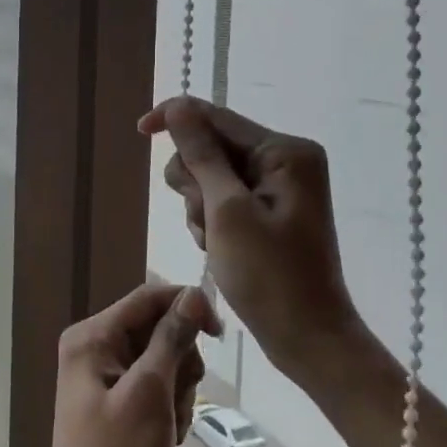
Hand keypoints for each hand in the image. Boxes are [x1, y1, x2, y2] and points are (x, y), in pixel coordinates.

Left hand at [23, 283, 213, 446]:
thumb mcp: (150, 392)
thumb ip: (171, 339)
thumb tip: (194, 293)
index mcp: (93, 336)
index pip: (149, 297)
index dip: (187, 306)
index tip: (219, 333)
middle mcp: (95, 348)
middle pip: (158, 329)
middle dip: (180, 363)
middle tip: (176, 401)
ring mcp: (105, 377)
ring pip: (163, 361)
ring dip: (178, 391)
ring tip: (170, 427)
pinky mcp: (117, 403)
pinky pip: (155, 388)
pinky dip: (169, 409)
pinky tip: (166, 438)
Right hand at [139, 96, 363, 382]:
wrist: (307, 339)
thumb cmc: (269, 276)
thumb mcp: (227, 211)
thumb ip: (201, 156)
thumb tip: (178, 108)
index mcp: (285, 152)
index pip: (217, 117)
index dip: (176, 119)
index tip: (139, 130)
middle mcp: (285, 160)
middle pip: (211, 147)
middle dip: (195, 182)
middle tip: (205, 220)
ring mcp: (278, 187)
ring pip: (210, 176)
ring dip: (200, 207)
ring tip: (214, 242)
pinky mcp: (269, 211)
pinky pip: (222, 199)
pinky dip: (211, 221)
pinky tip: (219, 249)